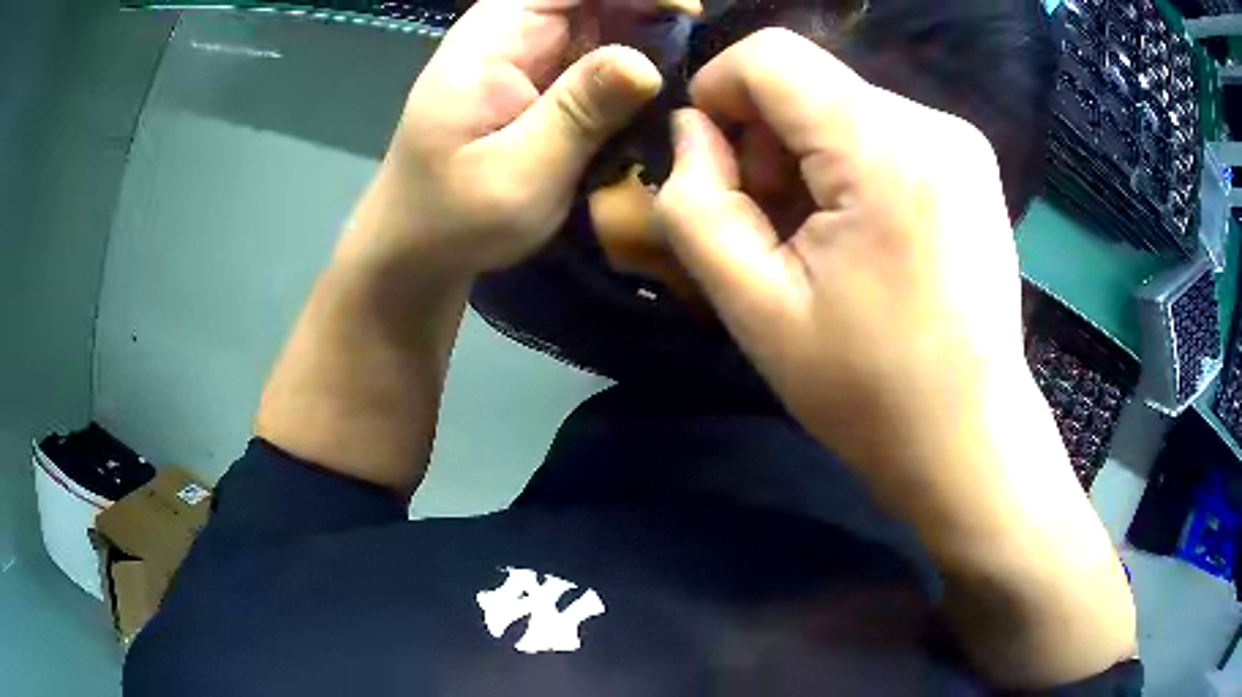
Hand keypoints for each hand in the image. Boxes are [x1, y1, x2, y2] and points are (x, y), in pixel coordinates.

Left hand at [343, 0, 692, 278]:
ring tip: (692, 74)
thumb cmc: (455, 216)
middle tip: (703, 52)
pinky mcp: (544, 78)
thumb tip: (646, 62)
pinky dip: (636, 65)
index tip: (692, 14)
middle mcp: (514, 30)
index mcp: (495, 35)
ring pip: (605, 18)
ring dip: (651, 37)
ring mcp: (530, 52)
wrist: (420, 244)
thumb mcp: (519, 172)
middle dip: (652, 12)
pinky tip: (663, 92)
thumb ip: (578, 112)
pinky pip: (601, 51)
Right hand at [656, 28, 1027, 483]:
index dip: (718, 92)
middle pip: (807, 83)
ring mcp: (960, 141)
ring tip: (817, 242)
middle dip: (766, 141)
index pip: (770, 55)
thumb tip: (693, 129)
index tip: (710, 161)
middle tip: (770, 229)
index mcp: (884, 150)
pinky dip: (850, 167)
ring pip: (842, 106)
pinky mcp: (971, 164)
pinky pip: (882, 131)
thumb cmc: (867, 390)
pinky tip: (861, 237)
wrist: (968, 439)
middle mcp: (933, 124)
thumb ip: (695, 202)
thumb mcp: (753, 307)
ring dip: (808, 159)